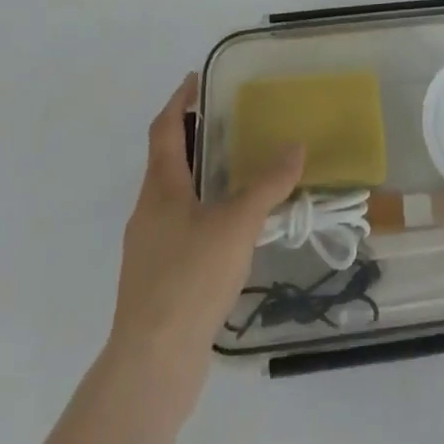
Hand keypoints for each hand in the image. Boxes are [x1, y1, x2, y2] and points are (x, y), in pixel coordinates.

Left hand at [106, 75, 304, 408]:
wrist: (152, 364)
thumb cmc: (190, 278)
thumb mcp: (238, 224)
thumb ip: (268, 184)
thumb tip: (295, 146)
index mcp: (160, 189)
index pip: (163, 130)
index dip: (178, 101)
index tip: (195, 79)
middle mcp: (148, 212)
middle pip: (166, 162)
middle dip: (193, 139)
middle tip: (228, 123)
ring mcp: (148, 250)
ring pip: (174, 199)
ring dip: (199, 179)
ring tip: (237, 175)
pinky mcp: (156, 282)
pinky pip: (180, 231)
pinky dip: (203, 215)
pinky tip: (230, 233)